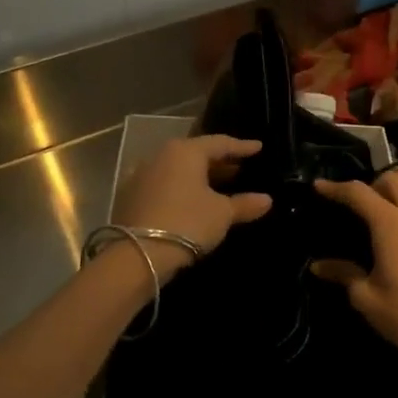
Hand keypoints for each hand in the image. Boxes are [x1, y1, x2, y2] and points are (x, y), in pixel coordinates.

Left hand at [111, 135, 272, 279]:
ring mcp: (141, 174)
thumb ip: (244, 204)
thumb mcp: (221, 214)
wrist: (138, 254)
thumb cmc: (187, 223)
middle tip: (239, 167)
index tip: (258, 147)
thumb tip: (267, 200)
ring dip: (198, 176)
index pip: (219, 143)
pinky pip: (163, 184)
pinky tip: (191, 201)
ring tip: (219, 185)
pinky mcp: (130, 195)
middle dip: (219, 161)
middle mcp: (161, 155)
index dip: (241, 146)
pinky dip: (180, 188)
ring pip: (177, 169)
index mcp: (185, 151)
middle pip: (196, 153)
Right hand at [311, 172, 397, 388]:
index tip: (320, 187)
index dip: (336, 187)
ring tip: (394, 235)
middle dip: (375, 186)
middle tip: (362, 208)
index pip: (358, 193)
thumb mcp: (367, 299)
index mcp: (391, 224)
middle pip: (396, 181)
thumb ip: (344, 274)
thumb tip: (319, 266)